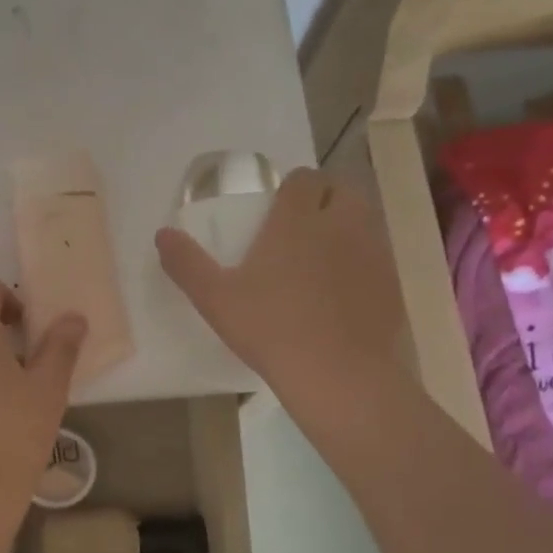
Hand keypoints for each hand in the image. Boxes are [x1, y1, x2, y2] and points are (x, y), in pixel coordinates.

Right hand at [156, 168, 403, 399]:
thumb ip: (187, 263)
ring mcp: (372, 252)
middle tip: (301, 229)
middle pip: (340, 190)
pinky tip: (343, 293)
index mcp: (297, 220)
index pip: (303, 178)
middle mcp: (340, 224)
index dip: (291, 187)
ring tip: (322, 258)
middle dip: (323, 199)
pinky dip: (362, 262)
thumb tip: (162, 234)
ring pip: (364, 220)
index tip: (277, 208)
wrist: (337, 374)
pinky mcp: (390, 282)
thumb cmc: (270, 328)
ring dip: (345, 227)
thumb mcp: (215, 298)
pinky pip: (377, 256)